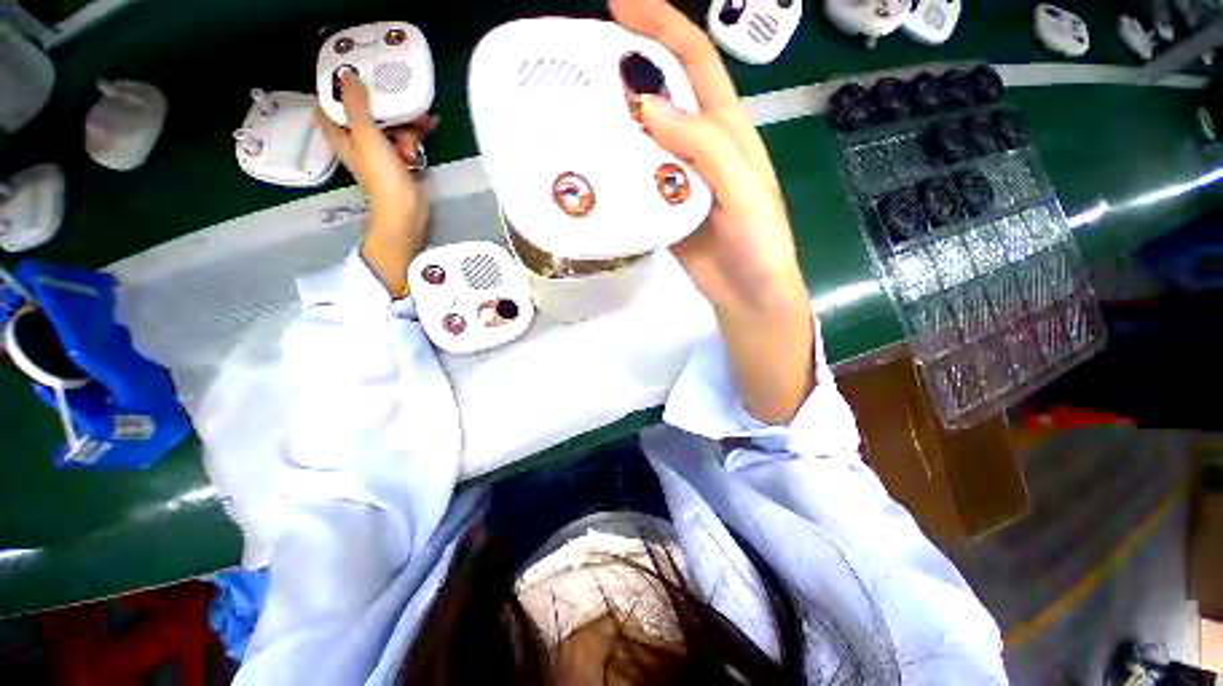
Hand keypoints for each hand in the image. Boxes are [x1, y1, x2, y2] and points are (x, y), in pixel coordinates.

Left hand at [316, 71, 436, 294]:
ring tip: (421, 121)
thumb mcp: (366, 135)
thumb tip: (347, 75)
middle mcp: (358, 140)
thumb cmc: (381, 175)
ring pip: (389, 124)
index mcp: (341, 135)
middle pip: (365, 112)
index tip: (350, 72)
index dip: (335, 89)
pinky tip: (429, 128)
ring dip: (405, 122)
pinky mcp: (401, 159)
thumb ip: (356, 105)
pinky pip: (406, 139)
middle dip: (381, 104)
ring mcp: (381, 151)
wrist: (407, 209)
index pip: (329, 106)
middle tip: (395, 92)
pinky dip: (416, 135)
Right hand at [612, 0, 814, 422]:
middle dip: (630, 70)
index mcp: (726, 132)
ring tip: (578, 114)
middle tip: (583, 67)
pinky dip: (617, 170)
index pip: (696, 63)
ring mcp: (678, 179)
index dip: (663, 27)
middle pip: (664, 95)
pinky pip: (637, 180)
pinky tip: (595, 168)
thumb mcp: (743, 191)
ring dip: (616, 123)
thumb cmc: (757, 243)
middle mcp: (700, 148)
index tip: (620, 8)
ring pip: (645, 138)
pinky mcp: (663, 208)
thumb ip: (706, 148)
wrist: (746, 293)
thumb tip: (650, 107)